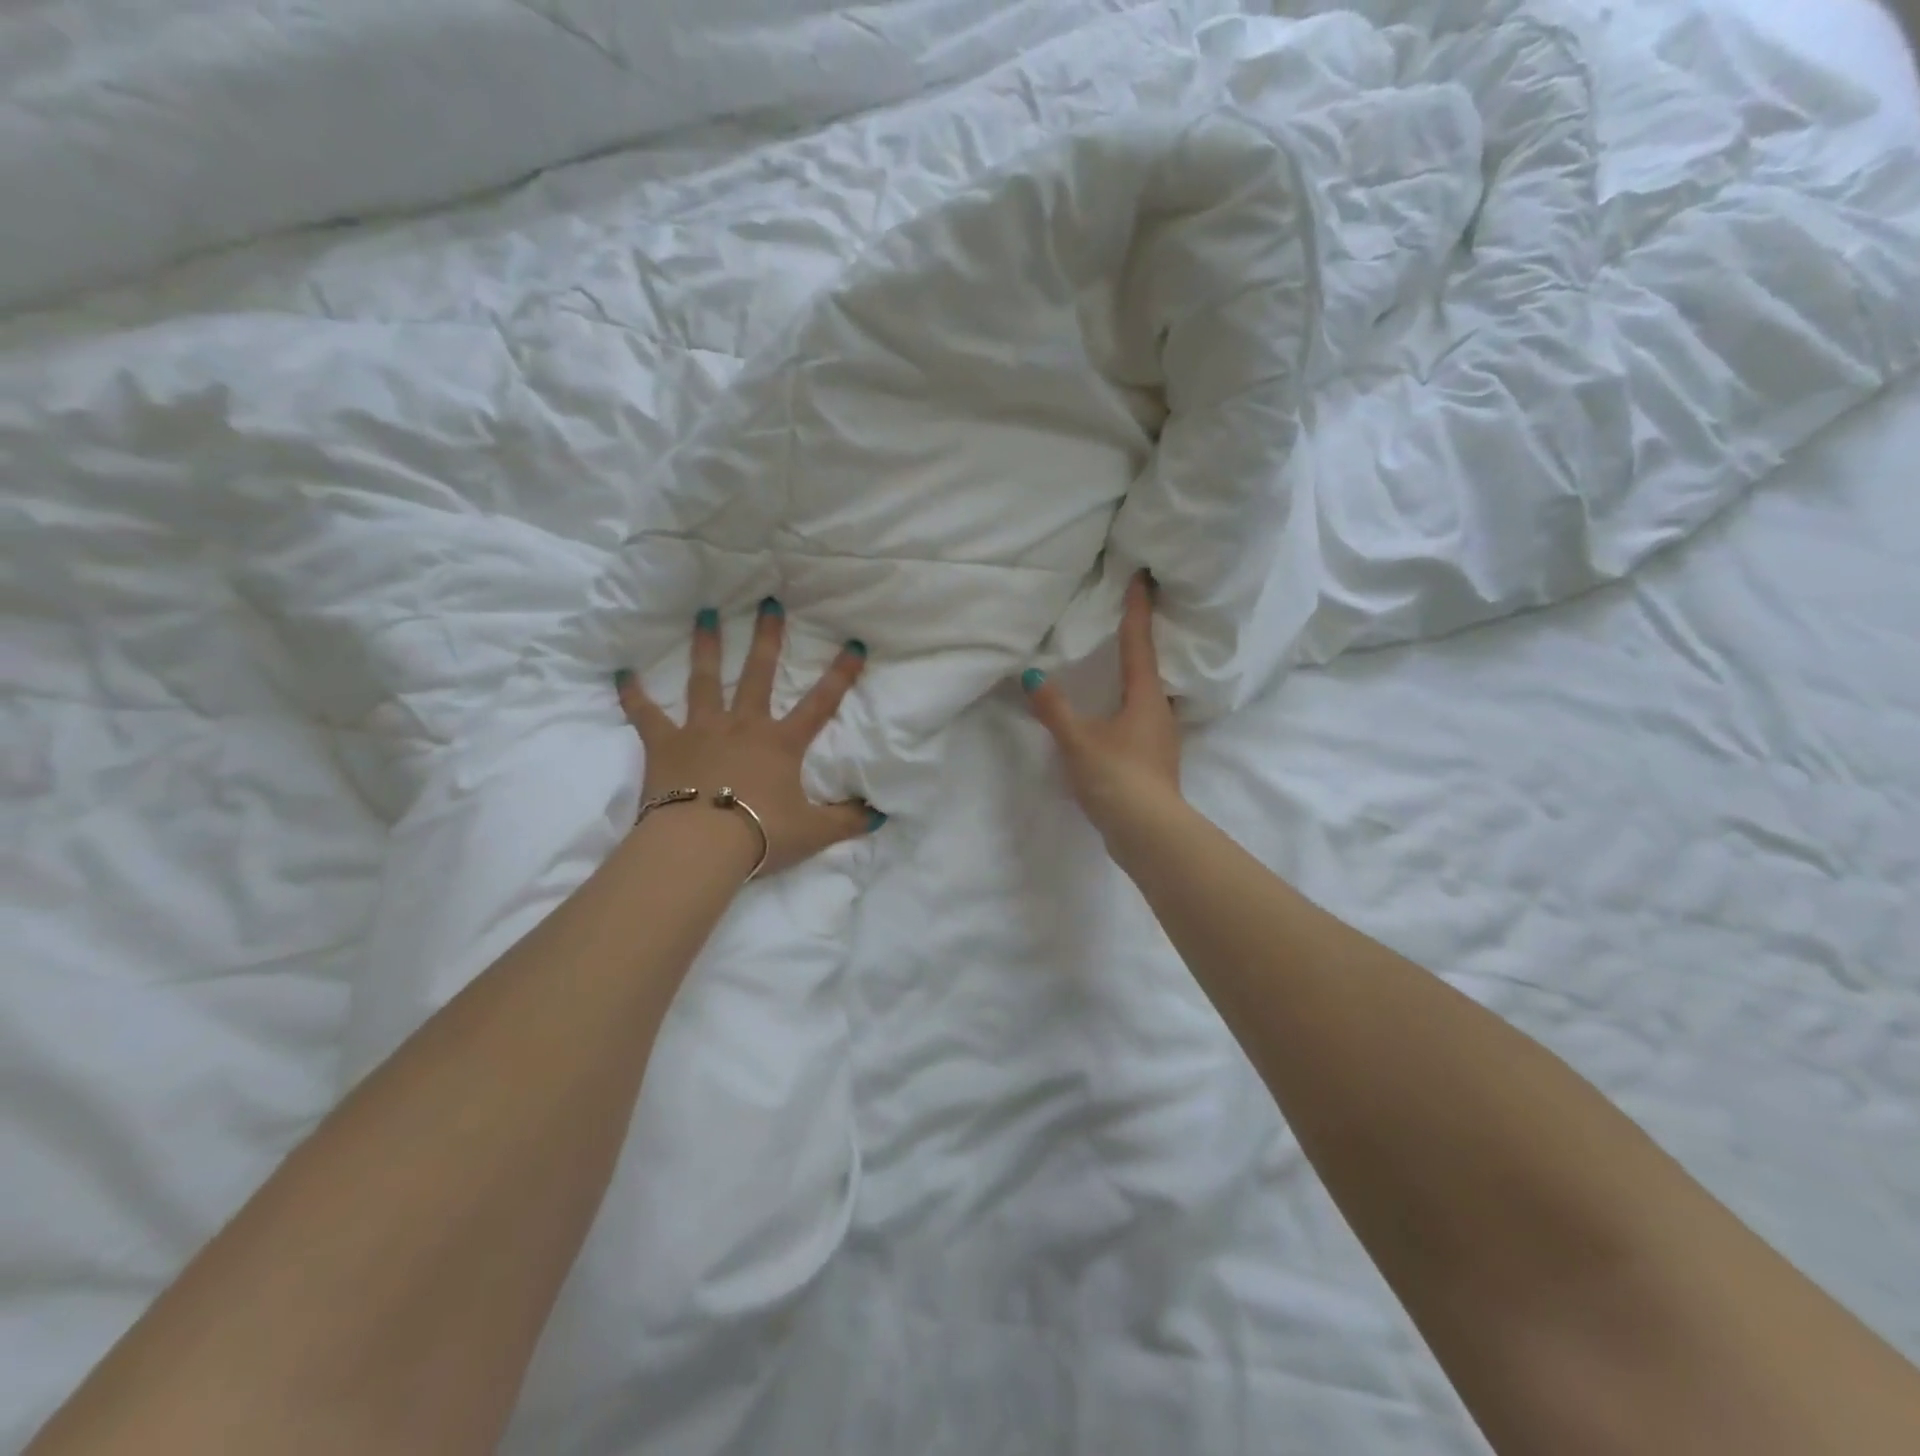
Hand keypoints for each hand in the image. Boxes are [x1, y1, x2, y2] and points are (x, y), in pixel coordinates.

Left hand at [615, 599, 883, 877]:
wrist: (700, 846)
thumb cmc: (760, 835)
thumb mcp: (814, 833)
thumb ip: (848, 820)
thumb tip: (880, 814)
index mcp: (780, 744)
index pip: (820, 703)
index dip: (840, 674)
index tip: (853, 643)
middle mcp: (743, 726)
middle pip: (758, 674)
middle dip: (767, 638)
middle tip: (769, 602)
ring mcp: (701, 730)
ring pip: (705, 680)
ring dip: (707, 646)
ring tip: (707, 614)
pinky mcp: (664, 744)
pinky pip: (645, 714)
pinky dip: (633, 694)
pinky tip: (621, 672)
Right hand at [1022, 570, 1183, 840]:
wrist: (1148, 832)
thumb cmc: (1117, 777)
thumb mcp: (1078, 741)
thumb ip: (1054, 709)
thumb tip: (1031, 676)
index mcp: (1145, 696)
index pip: (1140, 642)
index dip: (1138, 608)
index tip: (1142, 577)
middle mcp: (1160, 710)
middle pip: (1151, 665)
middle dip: (1142, 639)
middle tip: (1133, 611)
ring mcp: (1161, 737)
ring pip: (1149, 694)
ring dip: (1137, 674)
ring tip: (1121, 660)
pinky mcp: (1154, 760)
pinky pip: (1142, 719)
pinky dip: (1130, 704)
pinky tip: (1118, 713)